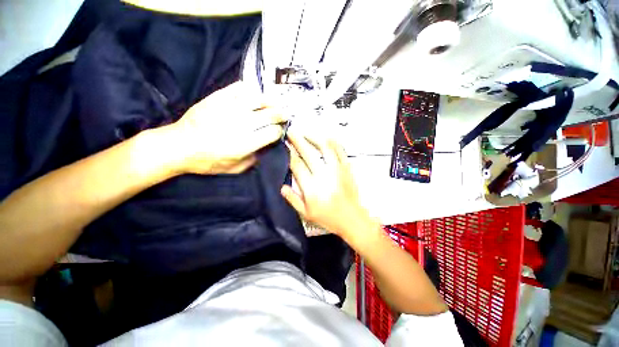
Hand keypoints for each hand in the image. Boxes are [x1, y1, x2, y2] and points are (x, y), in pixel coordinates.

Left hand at [167, 81, 285, 174]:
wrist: (178, 146)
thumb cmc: (208, 161)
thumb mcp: (235, 169)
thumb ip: (254, 160)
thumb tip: (267, 147)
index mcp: (245, 144)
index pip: (272, 133)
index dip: (279, 132)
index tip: (279, 132)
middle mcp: (240, 124)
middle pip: (269, 114)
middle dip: (280, 115)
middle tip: (285, 115)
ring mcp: (228, 108)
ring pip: (257, 99)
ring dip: (270, 101)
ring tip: (274, 104)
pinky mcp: (217, 98)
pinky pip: (239, 88)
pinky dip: (250, 90)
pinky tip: (253, 95)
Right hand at [281, 128, 376, 242]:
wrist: (352, 219)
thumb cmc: (328, 218)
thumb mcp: (306, 214)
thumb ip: (293, 200)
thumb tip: (282, 187)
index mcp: (311, 187)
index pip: (297, 165)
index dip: (289, 153)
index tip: (284, 145)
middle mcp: (323, 175)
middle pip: (308, 152)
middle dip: (297, 140)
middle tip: (291, 132)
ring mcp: (337, 170)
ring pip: (325, 147)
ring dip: (314, 137)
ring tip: (306, 133)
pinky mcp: (347, 168)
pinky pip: (340, 150)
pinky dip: (333, 142)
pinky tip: (326, 137)